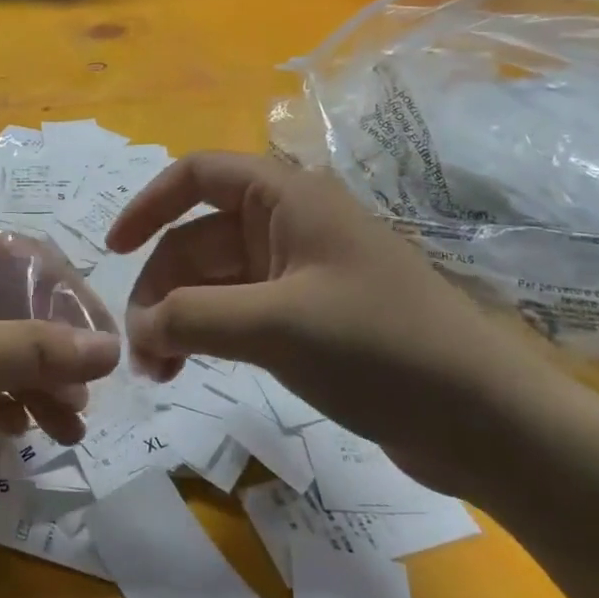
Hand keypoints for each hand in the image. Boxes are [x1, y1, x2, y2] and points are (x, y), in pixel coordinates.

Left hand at [0, 228, 122, 558]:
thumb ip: (26, 350)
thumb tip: (110, 348)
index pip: (24, 258)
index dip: (70, 297)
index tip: (107, 349)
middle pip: (9, 304)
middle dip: (51, 349)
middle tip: (86, 403)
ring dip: (27, 380)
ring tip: (65, 430)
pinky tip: (12, 431)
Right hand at [106, 152, 556, 494]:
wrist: (486, 421)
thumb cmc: (379, 348)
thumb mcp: (275, 326)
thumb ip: (193, 318)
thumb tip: (137, 328)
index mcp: (286, 197)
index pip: (197, 175)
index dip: (148, 204)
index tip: (112, 250)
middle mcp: (288, 224)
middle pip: (198, 238)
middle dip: (162, 289)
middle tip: (141, 351)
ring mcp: (299, 272)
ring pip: (215, 281)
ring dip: (180, 318)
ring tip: (159, 373)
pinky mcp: (309, 316)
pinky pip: (239, 311)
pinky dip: (208, 334)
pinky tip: (190, 369)